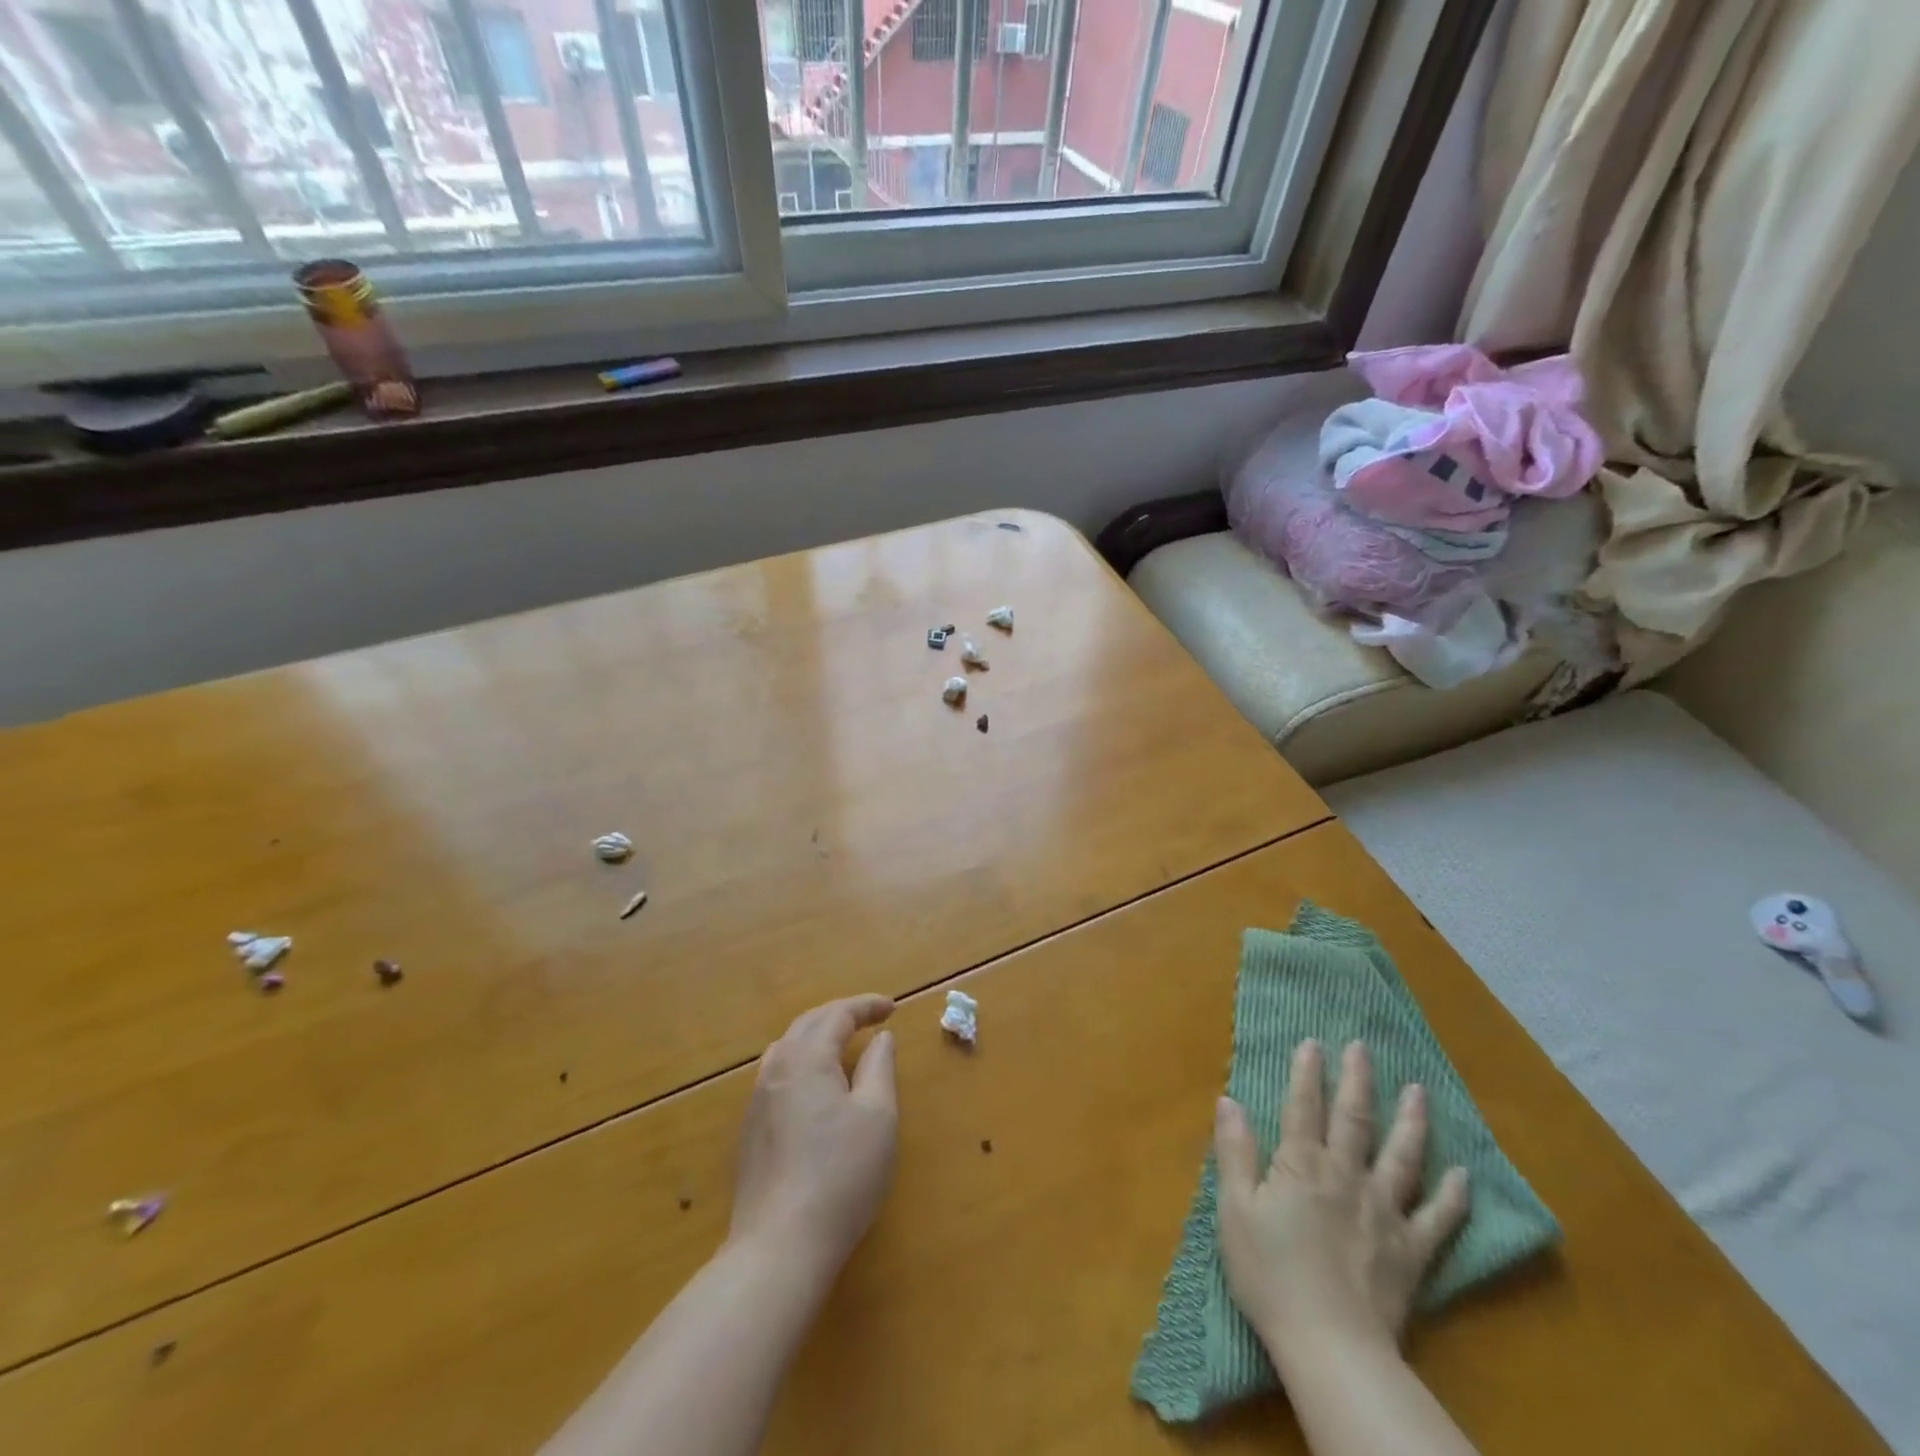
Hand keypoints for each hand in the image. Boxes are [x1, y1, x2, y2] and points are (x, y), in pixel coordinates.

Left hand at [729, 995, 898, 1276]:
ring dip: (817, 1036)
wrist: (779, 1246)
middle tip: (870, 1018)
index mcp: (807, 1058)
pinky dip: (802, 1061)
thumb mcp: (877, 1116)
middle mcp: (776, 1069)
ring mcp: (757, 1100)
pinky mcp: (750, 1130)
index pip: (837, 1015)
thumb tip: (880, 1038)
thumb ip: (879, 1067)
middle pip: (807, 1024)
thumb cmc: (841, 1175)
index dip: (866, 1006)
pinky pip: (777, 1074)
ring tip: (842, 1044)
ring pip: (787, 1048)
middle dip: (840, 1015)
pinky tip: (814, 1084)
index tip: (892, 1008)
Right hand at [1214, 1039, 1470, 1363]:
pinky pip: (1438, 1219)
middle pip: (1354, 1119)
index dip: (1307, 1073)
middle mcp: (1346, 1176)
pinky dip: (1453, 1196)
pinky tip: (1464, 1175)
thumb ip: (1234, 1152)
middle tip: (1363, 1047)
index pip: (1303, 1107)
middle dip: (1357, 1080)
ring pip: (1402, 1157)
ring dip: (1411, 1121)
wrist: (1330, 1346)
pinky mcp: (1412, 1251)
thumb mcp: (1235, 1210)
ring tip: (1419, 1091)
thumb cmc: (1270, 1275)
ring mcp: (1384, 1212)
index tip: (1313, 1042)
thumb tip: (1228, 1100)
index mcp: (1301, 1165)